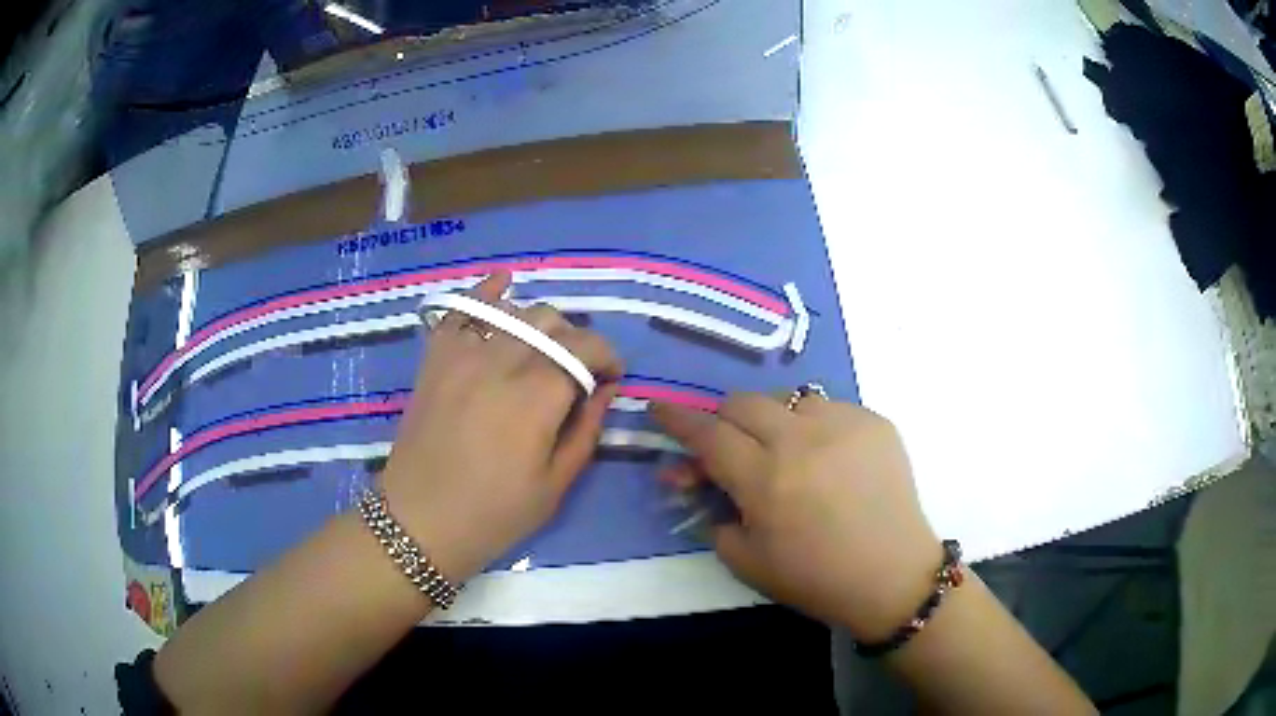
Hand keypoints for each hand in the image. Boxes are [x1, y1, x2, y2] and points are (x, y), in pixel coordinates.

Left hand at [380, 272, 621, 582]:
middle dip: (577, 341)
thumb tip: (605, 390)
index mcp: (535, 398)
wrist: (419, 522)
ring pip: (515, 311)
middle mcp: (500, 362)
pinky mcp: (436, 357)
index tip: (612, 379)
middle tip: (577, 374)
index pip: (585, 347)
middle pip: (552, 322)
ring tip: (544, 351)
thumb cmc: (493, 514)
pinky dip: (487, 292)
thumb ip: (587, 430)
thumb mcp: (555, 485)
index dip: (608, 356)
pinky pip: (462, 308)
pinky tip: (504, 283)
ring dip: (541, 323)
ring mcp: (462, 354)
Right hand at [651, 393, 941, 639]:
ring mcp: (843, 424)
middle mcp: (801, 440)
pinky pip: (829, 408)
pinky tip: (828, 458)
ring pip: (787, 399)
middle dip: (724, 419)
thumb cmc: (816, 577)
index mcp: (765, 479)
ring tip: (786, 454)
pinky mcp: (874, 421)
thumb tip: (699, 483)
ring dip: (772, 421)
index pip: (707, 434)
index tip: (660, 407)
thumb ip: (713, 516)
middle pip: (743, 403)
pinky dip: (814, 427)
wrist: (893, 575)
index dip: (677, 419)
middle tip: (728, 447)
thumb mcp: (747, 561)